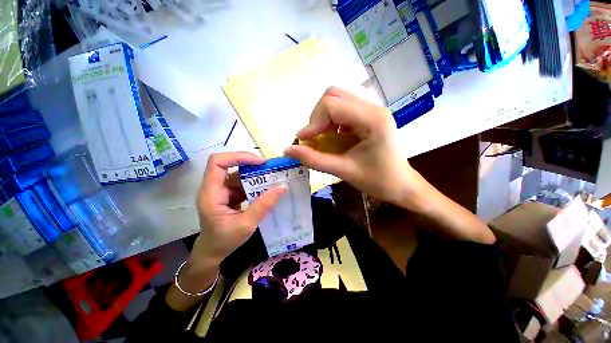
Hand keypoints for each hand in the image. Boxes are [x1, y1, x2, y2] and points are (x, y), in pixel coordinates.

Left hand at [192, 152, 285, 264]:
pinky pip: (242, 183)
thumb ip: (264, 205)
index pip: (218, 163)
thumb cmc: (225, 241)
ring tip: (272, 178)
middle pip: (229, 165)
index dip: (238, 157)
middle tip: (270, 168)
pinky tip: (266, 188)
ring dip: (254, 174)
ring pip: (238, 174)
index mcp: (211, 193)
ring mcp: (221, 190)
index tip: (260, 162)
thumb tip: (282, 187)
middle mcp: (214, 188)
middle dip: (250, 164)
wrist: (213, 252)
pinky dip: (255, 184)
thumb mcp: (246, 224)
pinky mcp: (228, 194)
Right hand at [284, 87, 429, 209]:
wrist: (402, 186)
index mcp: (372, 119)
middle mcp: (374, 108)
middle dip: (318, 117)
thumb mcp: (343, 171)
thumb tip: (288, 150)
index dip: (313, 122)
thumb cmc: (378, 181)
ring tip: (323, 138)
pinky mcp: (369, 116)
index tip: (304, 141)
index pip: (331, 104)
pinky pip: (343, 110)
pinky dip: (332, 122)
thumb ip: (314, 159)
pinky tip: (334, 137)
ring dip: (324, 118)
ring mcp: (373, 110)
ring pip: (338, 100)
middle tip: (315, 137)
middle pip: (334, 95)